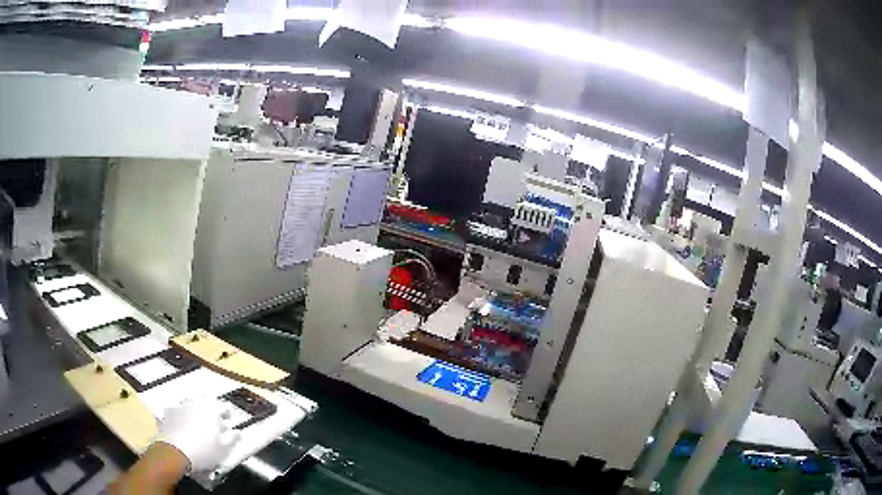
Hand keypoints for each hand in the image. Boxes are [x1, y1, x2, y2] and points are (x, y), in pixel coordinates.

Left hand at [155, 397, 240, 474]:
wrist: (175, 452)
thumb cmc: (203, 451)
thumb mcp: (223, 449)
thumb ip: (232, 438)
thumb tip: (237, 432)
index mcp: (211, 409)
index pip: (223, 406)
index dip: (227, 413)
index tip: (229, 420)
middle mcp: (195, 403)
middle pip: (205, 402)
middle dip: (210, 410)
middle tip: (213, 421)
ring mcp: (180, 406)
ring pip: (190, 405)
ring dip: (195, 411)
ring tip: (197, 423)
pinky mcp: (168, 413)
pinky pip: (177, 411)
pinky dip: (181, 416)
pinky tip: (182, 425)